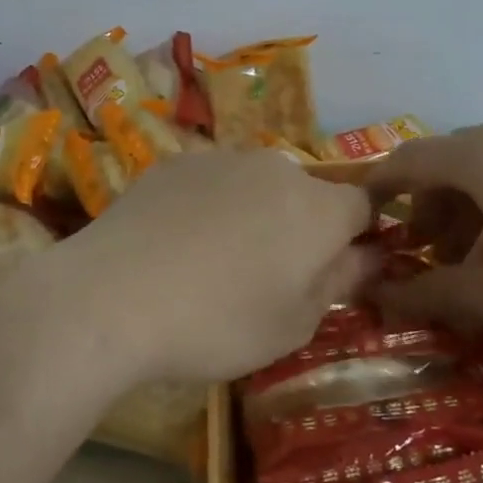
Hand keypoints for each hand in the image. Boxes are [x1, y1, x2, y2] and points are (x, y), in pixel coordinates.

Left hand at [61, 150, 376, 383]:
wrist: (113, 295)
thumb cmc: (218, 322)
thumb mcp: (294, 324)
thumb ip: (340, 282)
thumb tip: (369, 255)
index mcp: (318, 207)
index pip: (363, 206)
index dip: (357, 237)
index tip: (336, 270)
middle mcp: (276, 168)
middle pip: (306, 194)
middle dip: (301, 228)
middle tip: (270, 278)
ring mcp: (221, 158)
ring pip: (256, 185)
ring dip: (253, 214)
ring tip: (214, 262)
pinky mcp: (175, 162)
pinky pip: (211, 182)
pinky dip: (208, 206)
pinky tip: (175, 245)